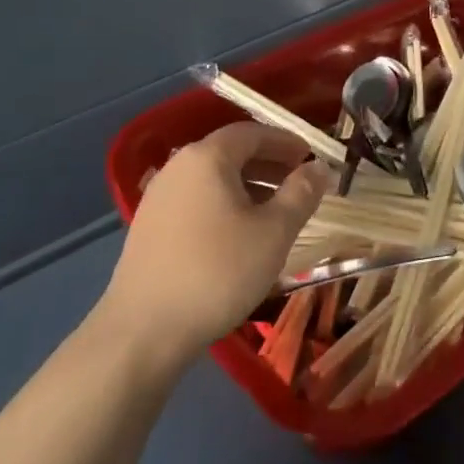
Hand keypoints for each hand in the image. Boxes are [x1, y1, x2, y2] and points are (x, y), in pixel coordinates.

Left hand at [95, 124, 330, 370]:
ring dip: (248, 185)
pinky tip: (239, 233)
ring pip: (212, 178)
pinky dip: (224, 204)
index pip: (252, 132)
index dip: (284, 141)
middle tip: (299, 182)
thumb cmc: (219, 272)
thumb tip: (318, 167)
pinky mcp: (149, 226)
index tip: (310, 156)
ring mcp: (158, 197)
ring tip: (276, 210)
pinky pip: (196, 200)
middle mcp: (178, 166)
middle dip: (268, 163)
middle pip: (230, 152)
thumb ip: (301, 193)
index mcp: (207, 157)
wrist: (144, 331)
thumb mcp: (274, 232)